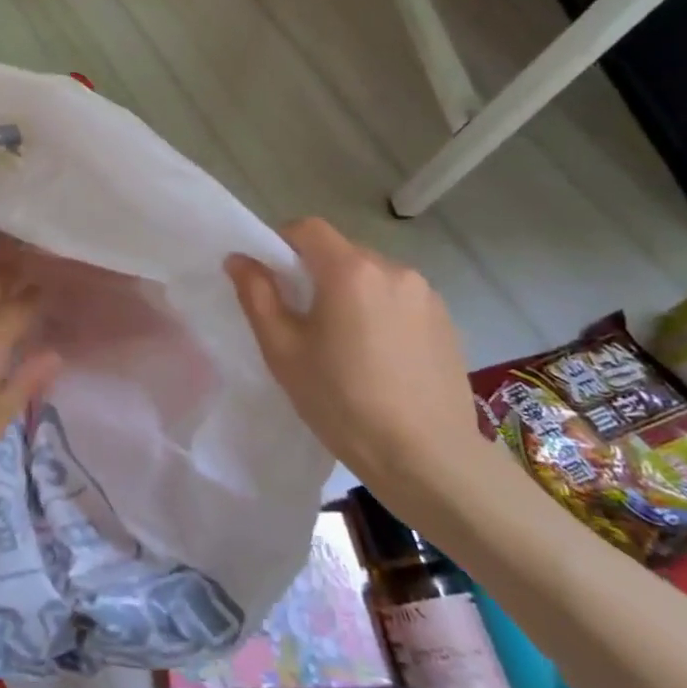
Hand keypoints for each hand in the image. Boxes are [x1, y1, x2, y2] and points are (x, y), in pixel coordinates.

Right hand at [226, 219, 489, 528]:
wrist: (428, 458)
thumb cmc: (343, 402)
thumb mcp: (283, 350)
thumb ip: (257, 296)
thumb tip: (239, 259)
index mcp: (349, 270)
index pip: (307, 228)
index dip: (282, 244)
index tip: (273, 281)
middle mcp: (393, 268)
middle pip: (341, 252)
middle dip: (316, 273)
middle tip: (304, 321)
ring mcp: (426, 294)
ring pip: (372, 276)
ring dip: (351, 293)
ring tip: (345, 344)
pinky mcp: (447, 320)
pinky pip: (400, 299)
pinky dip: (381, 312)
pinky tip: (380, 358)